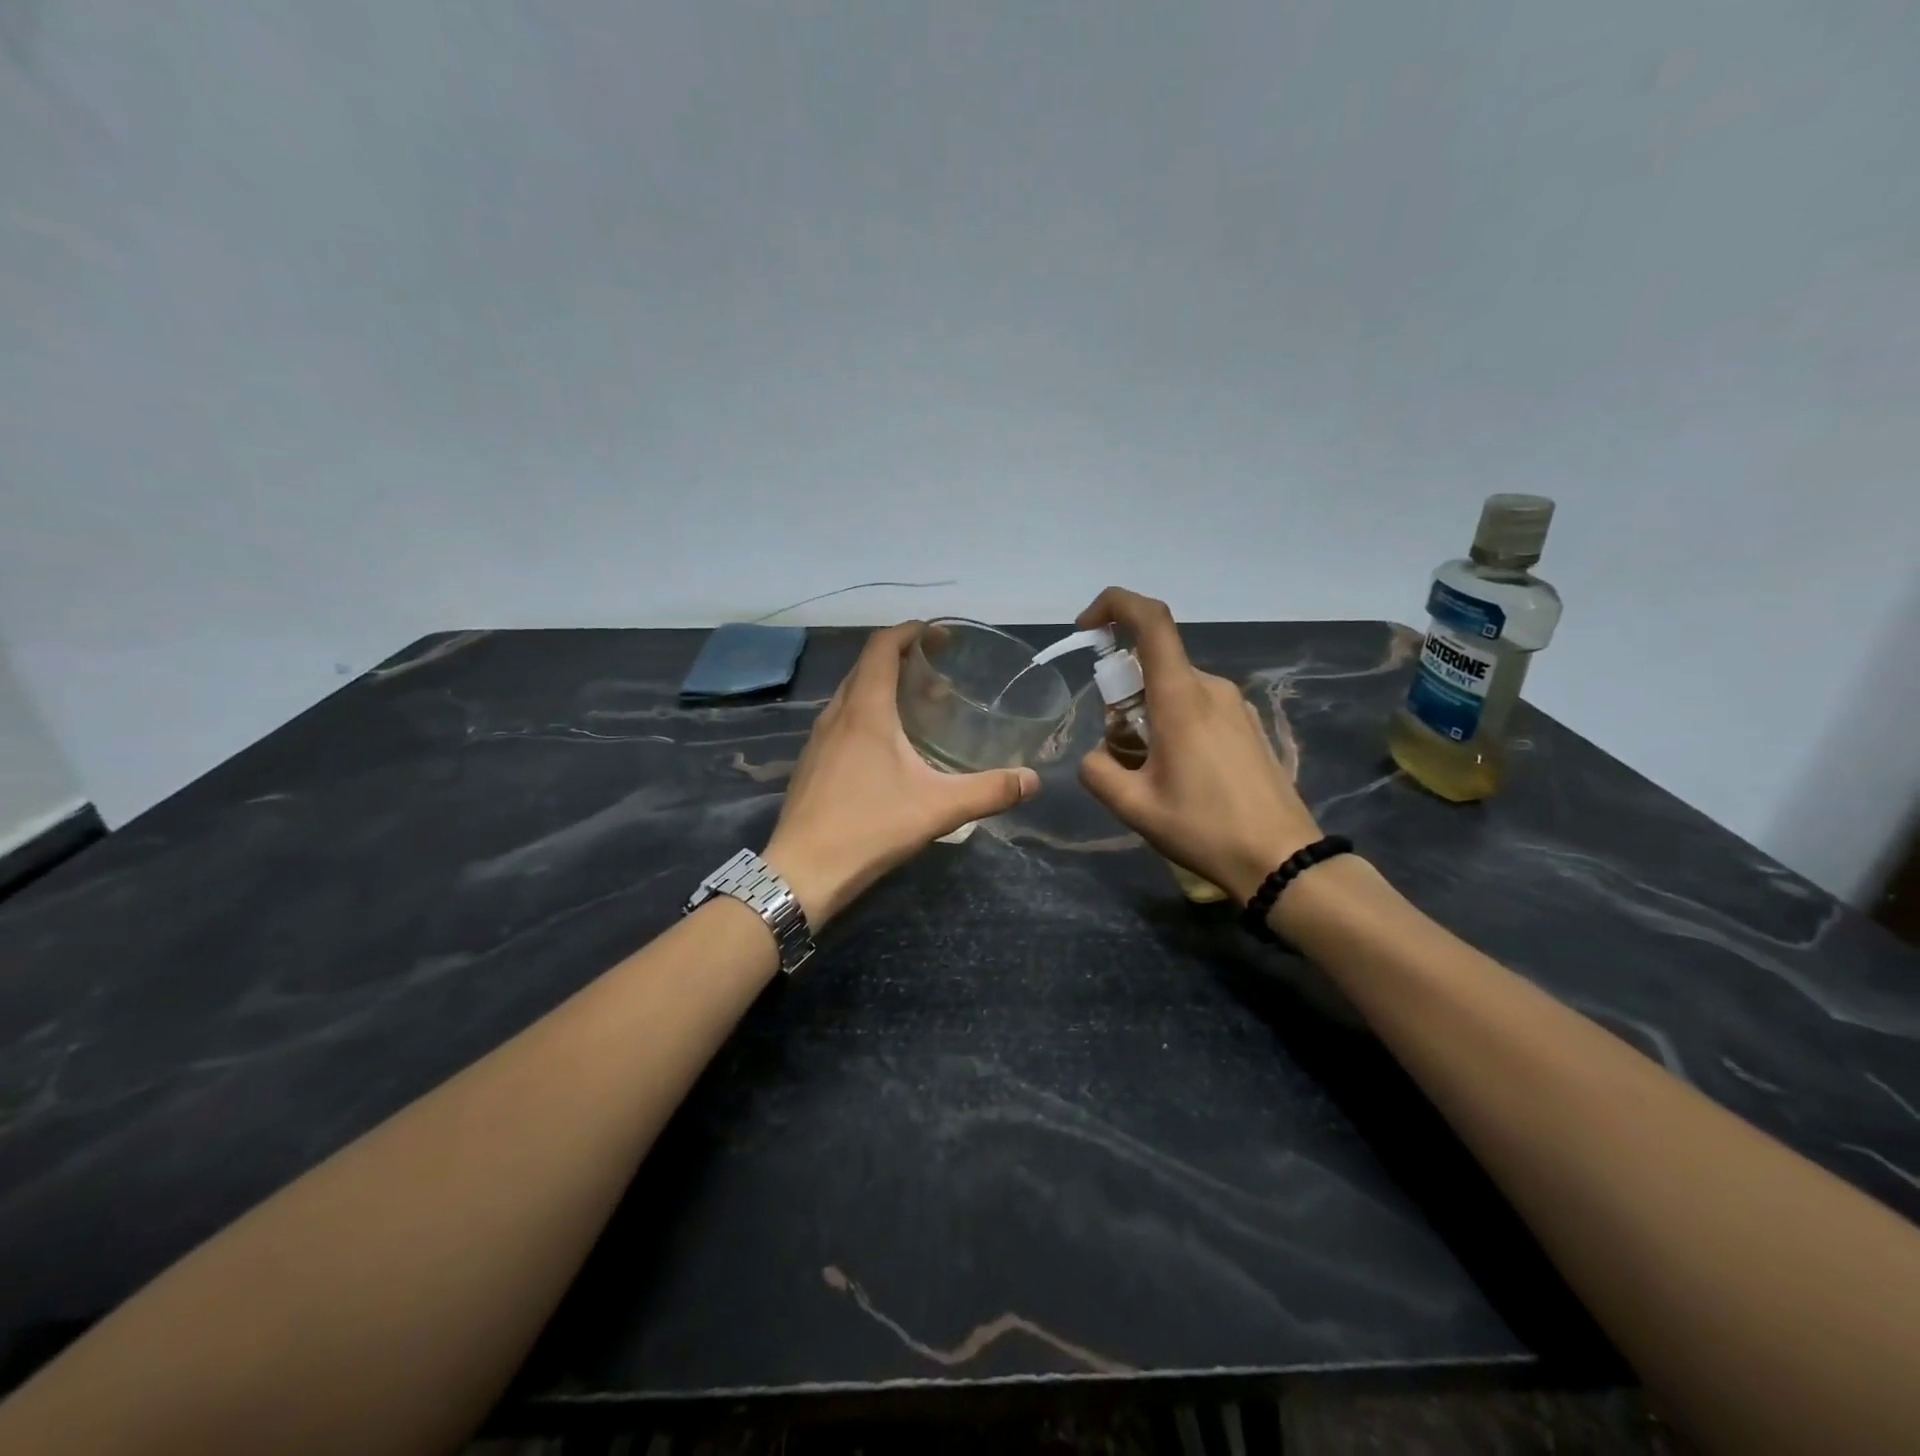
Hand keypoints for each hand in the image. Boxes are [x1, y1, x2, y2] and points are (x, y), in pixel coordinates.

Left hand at [764, 622, 1040, 925]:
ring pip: (852, 693)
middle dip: (902, 658)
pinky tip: (888, 747)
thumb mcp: (938, 808)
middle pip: (867, 665)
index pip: (882, 645)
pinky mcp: (811, 762)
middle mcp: (837, 714)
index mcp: (865, 710)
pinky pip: (842, 719)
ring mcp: (818, 739)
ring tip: (919, 707)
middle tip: (940, 675)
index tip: (940, 636)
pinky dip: (868, 713)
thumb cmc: (869, 828)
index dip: (911, 631)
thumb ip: (988, 791)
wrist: (802, 872)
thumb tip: (1031, 780)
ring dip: (883, 687)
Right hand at [1075, 587, 1323, 902]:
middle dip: (1121, 696)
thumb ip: (1098, 771)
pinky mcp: (1247, 725)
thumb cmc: (1204, 829)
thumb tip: (1098, 756)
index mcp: (1181, 697)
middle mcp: (1210, 688)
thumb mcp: (1133, 806)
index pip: (1149, 619)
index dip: (1113, 606)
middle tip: (1119, 750)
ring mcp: (1235, 705)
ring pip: (1173, 689)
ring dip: (1146, 715)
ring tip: (1149, 773)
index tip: (1086, 630)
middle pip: (1152, 665)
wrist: (1282, 860)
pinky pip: (1197, 706)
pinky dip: (1172, 725)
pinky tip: (1180, 775)